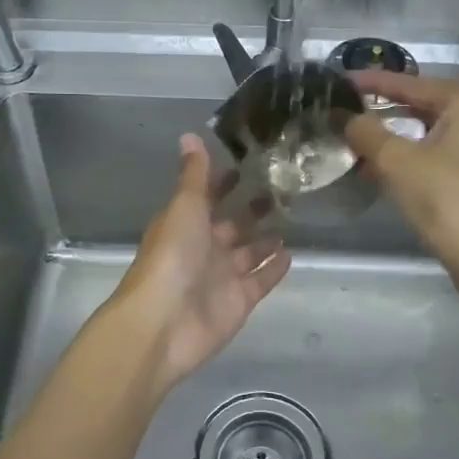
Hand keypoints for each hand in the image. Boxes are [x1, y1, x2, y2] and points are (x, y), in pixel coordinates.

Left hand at [110, 133, 290, 393]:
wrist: (164, 323)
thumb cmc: (172, 256)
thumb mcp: (184, 206)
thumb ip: (194, 175)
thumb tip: (189, 135)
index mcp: (185, 222)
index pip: (208, 196)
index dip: (225, 180)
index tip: (251, 162)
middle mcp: (203, 247)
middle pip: (232, 224)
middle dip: (253, 208)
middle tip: (284, 187)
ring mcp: (222, 276)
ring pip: (249, 251)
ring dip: (267, 237)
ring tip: (295, 216)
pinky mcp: (239, 300)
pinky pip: (261, 279)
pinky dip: (274, 268)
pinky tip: (293, 253)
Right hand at [344, 73, 458, 291]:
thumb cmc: (447, 203)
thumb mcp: (395, 164)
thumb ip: (366, 132)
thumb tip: (347, 117)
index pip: (413, 84)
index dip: (375, 83)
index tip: (345, 82)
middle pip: (433, 107)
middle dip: (393, 116)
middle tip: (358, 120)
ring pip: (449, 134)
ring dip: (412, 141)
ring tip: (377, 153)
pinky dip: (435, 160)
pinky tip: (413, 177)